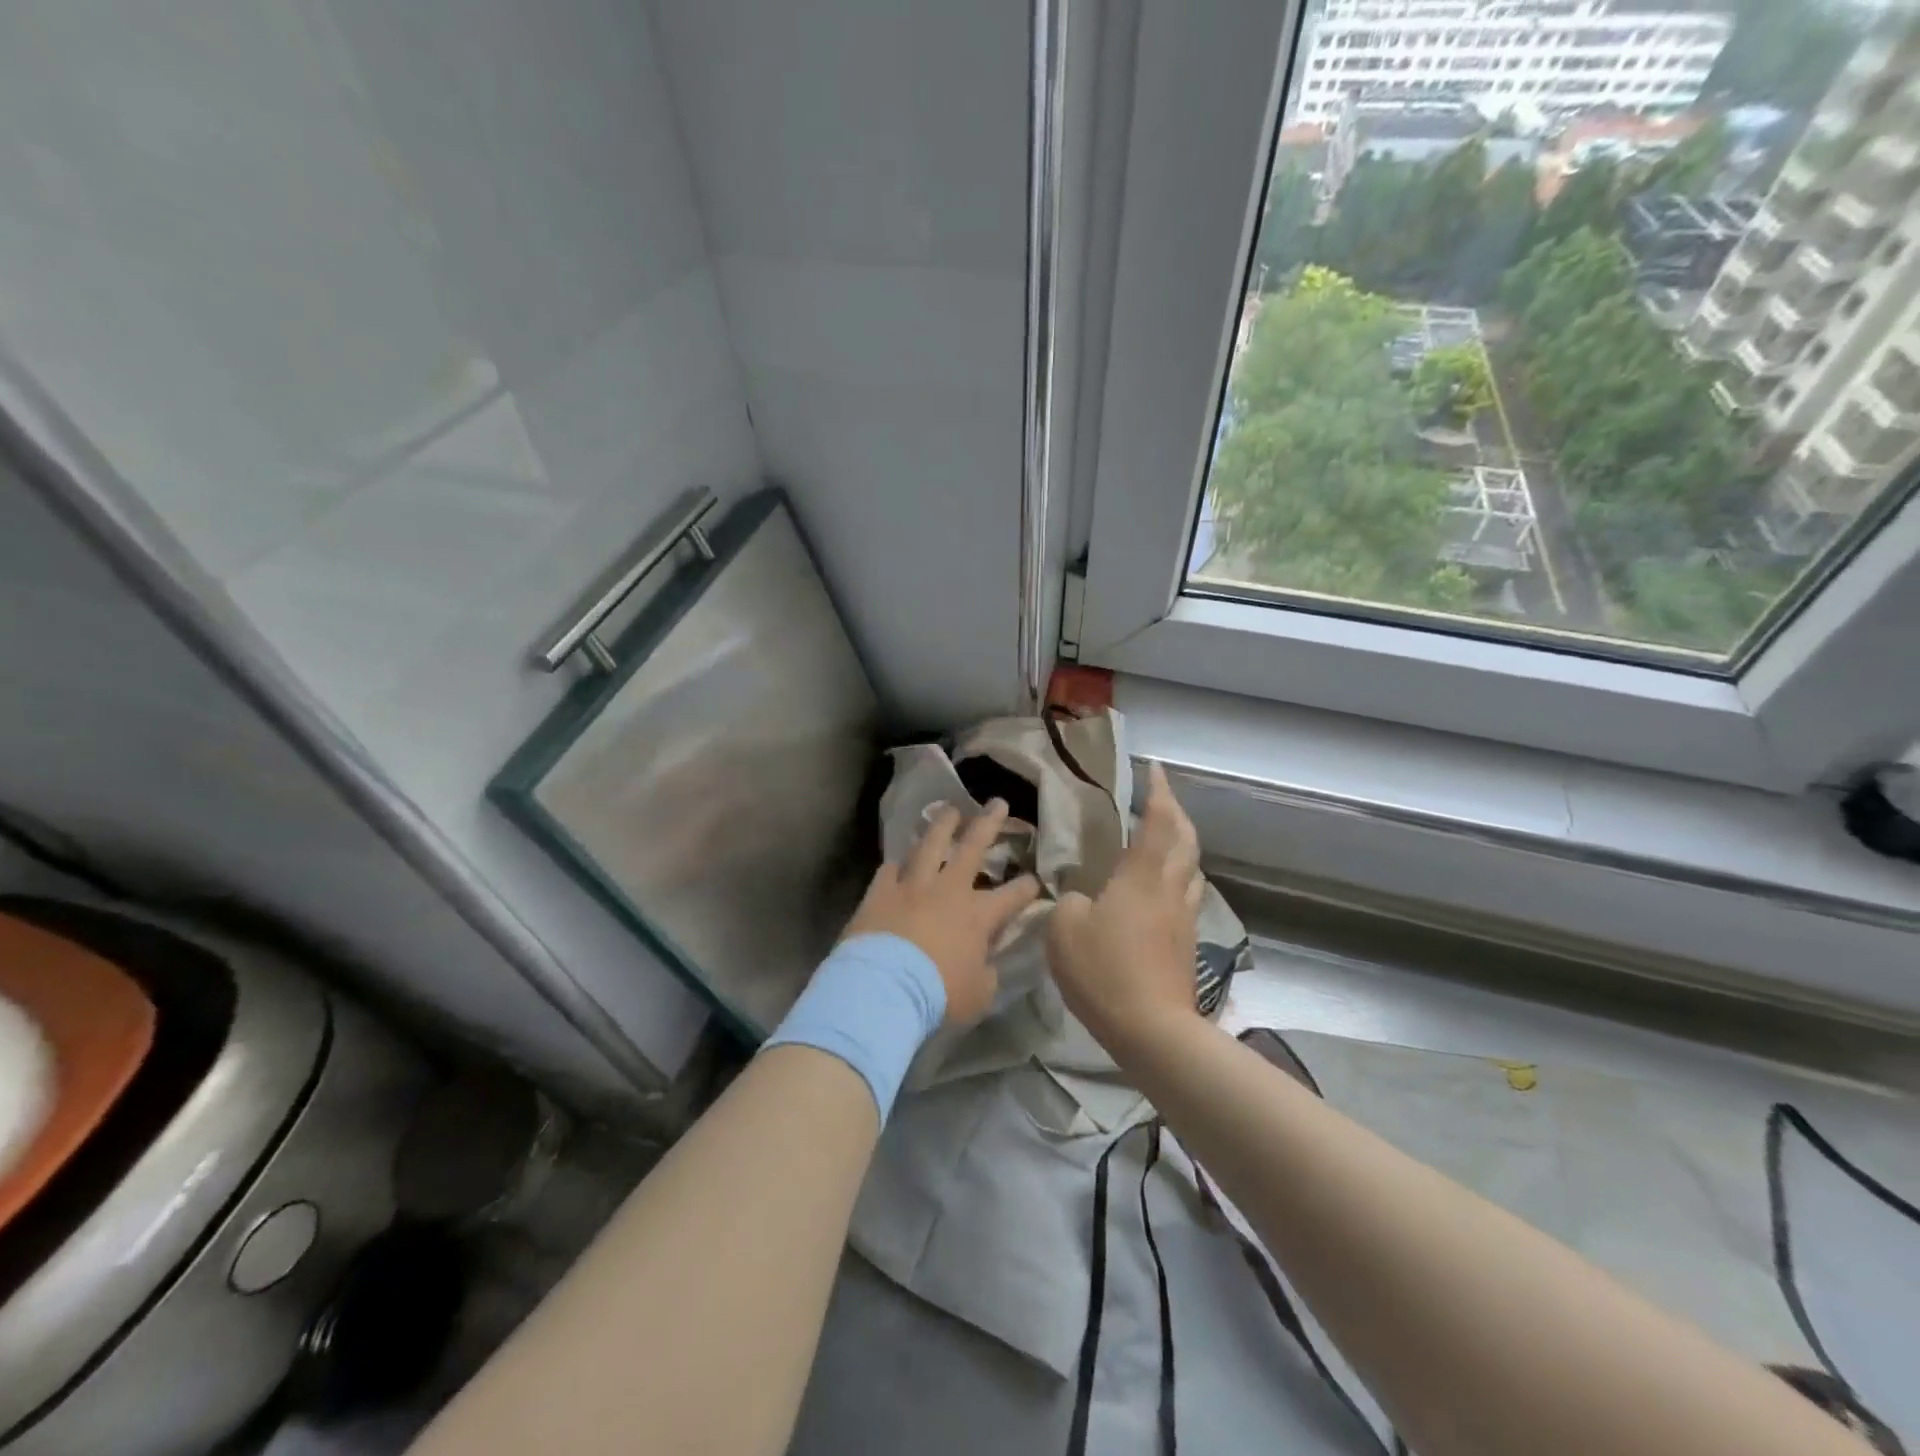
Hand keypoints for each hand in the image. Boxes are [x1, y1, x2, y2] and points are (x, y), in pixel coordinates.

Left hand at [841, 799, 1040, 1026]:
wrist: (883, 988)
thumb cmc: (938, 995)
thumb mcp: (978, 995)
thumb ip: (986, 973)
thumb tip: (986, 964)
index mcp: (979, 916)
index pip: (1013, 896)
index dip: (1027, 887)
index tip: (1036, 880)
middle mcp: (948, 890)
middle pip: (972, 847)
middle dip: (989, 823)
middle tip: (997, 803)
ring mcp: (912, 886)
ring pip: (930, 844)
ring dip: (942, 826)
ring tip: (950, 810)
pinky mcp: (880, 892)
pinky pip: (890, 870)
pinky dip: (897, 864)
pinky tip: (898, 860)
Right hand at [1048, 762, 1203, 1053]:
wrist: (1153, 1030)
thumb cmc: (1104, 971)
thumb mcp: (1064, 930)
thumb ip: (1068, 902)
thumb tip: (1081, 897)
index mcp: (1141, 877)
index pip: (1157, 823)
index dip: (1158, 793)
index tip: (1155, 770)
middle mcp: (1169, 889)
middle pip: (1185, 841)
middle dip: (1177, 813)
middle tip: (1163, 797)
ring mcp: (1184, 918)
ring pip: (1192, 869)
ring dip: (1184, 845)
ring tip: (1168, 838)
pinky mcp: (1187, 945)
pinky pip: (1188, 896)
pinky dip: (1180, 878)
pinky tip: (1166, 888)